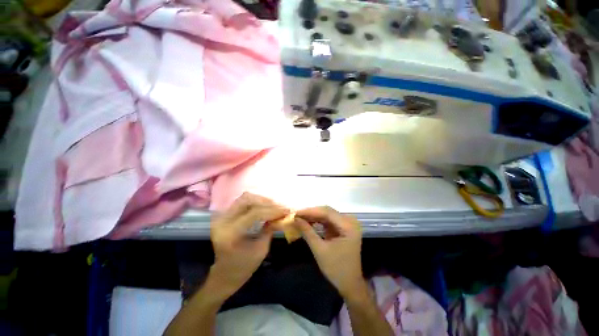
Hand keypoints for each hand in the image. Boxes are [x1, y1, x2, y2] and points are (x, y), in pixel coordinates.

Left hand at [209, 192, 288, 297]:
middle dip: (267, 202)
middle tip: (280, 208)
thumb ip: (270, 229)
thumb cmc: (243, 267)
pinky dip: (256, 201)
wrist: (224, 274)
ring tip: (274, 206)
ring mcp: (222, 216)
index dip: (272, 211)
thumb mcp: (261, 250)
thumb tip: (283, 215)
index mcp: (230, 234)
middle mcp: (223, 221)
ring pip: (244, 197)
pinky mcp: (225, 215)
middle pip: (247, 200)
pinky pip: (242, 201)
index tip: (286, 211)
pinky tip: (265, 207)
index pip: (254, 214)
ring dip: (261, 200)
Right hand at [294, 206, 364, 297]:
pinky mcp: (343, 228)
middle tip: (296, 214)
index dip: (310, 211)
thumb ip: (307, 232)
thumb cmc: (336, 269)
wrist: (350, 283)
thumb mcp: (319, 250)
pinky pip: (328, 220)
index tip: (296, 212)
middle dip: (311, 213)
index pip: (327, 213)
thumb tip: (295, 219)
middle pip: (328, 212)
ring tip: (300, 217)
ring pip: (327, 214)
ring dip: (314, 216)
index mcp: (349, 226)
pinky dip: (318, 221)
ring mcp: (347, 224)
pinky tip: (308, 222)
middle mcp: (350, 221)